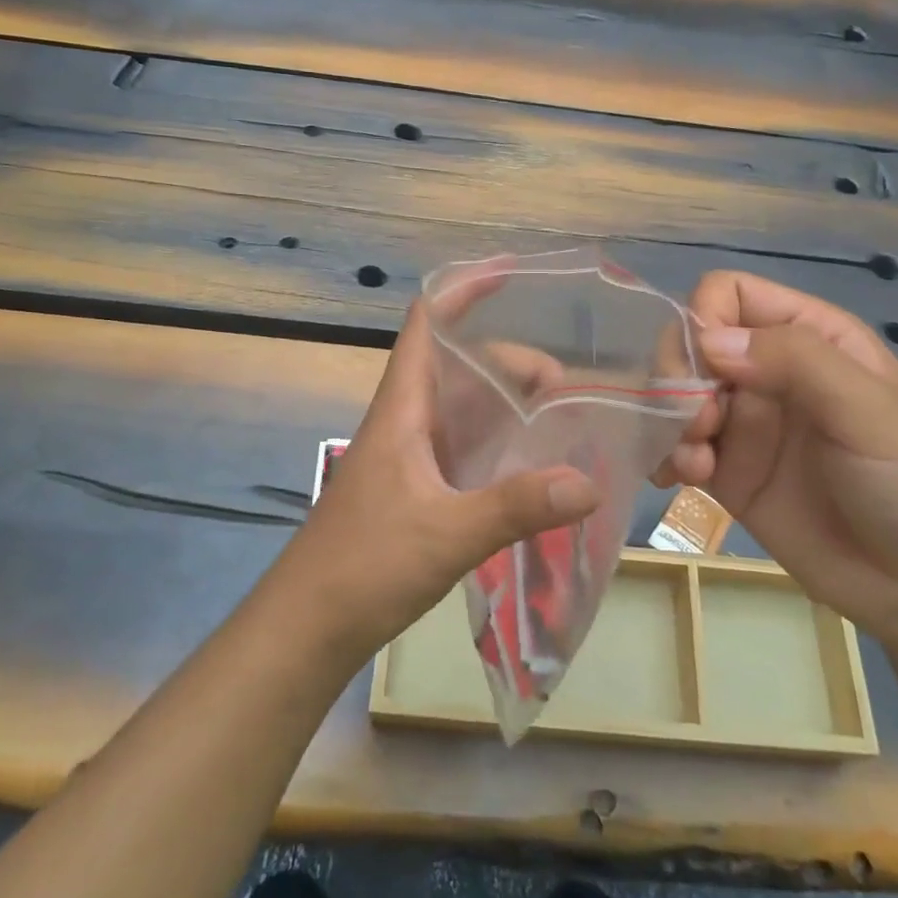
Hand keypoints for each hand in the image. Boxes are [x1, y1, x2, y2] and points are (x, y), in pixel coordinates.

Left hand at [268, 299, 600, 667]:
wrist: (309, 624)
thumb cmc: (365, 565)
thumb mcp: (446, 533)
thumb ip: (514, 507)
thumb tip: (588, 481)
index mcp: (403, 407)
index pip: (427, 323)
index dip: (463, 290)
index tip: (512, 274)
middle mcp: (408, 420)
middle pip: (461, 365)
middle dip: (512, 361)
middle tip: (566, 386)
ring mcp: (413, 455)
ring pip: (466, 407)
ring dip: (510, 402)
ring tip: (563, 416)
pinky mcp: (419, 488)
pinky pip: (468, 447)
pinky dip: (501, 442)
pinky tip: (536, 463)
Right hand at [661, 271, 897, 645]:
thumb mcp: (869, 411)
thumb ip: (794, 361)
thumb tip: (706, 340)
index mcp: (809, 337)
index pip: (729, 294)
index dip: (704, 318)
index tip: (707, 367)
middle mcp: (768, 371)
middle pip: (690, 342)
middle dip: (679, 377)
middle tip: (699, 424)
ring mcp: (745, 422)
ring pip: (674, 393)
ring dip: (668, 420)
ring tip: (695, 463)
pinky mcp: (727, 471)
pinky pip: (675, 446)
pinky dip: (664, 455)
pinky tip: (680, 479)